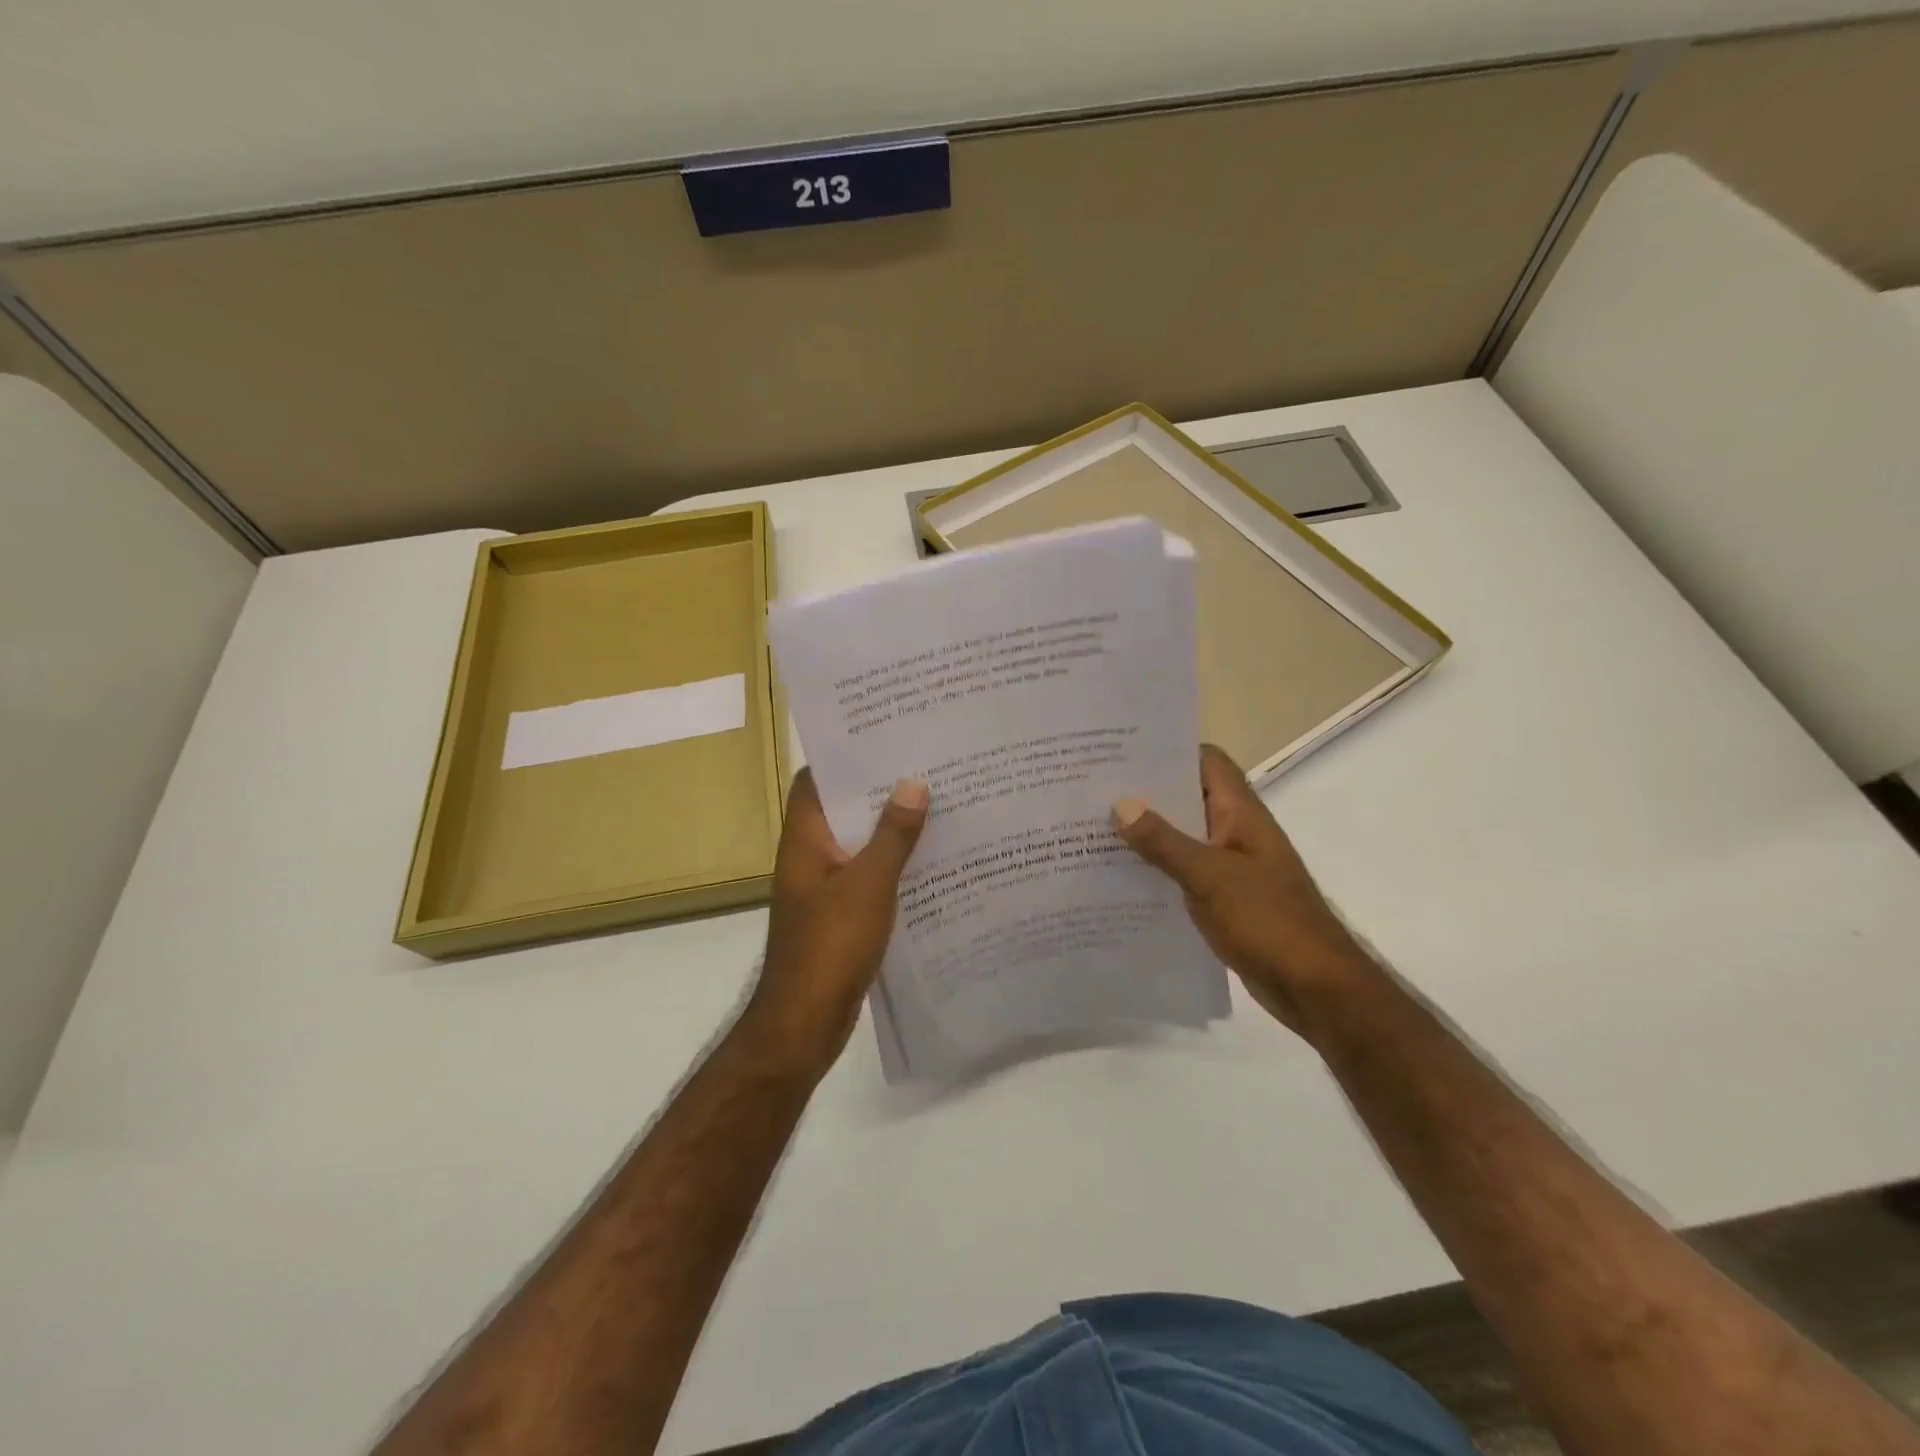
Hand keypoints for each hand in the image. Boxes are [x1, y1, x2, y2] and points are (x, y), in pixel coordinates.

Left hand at [740, 769, 928, 1077]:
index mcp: (805, 839)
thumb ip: (892, 835)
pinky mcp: (840, 913)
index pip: (815, 780)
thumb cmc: (830, 946)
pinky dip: (893, 863)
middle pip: (842, 809)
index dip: (844, 756)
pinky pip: (868, 875)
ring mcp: (824, 886)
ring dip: (890, 827)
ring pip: (858, 843)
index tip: (885, 737)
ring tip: (937, 802)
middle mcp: (810, 855)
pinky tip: (931, 859)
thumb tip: (913, 782)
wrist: (804, 1023)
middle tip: (925, 765)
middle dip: (879, 789)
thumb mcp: (868, 885)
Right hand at [1113, 744, 1373, 1035]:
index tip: (1123, 751)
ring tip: (1094, 828)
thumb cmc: (1268, 920)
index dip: (1170, 751)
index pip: (1207, 762)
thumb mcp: (1210, 877)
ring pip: (1182, 837)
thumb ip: (1164, 841)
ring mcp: (1229, 866)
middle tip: (1093, 789)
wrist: (1314, 987)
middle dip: (1146, 793)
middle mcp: (1235, 832)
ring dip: (1147, 834)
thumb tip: (1121, 804)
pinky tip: (1118, 877)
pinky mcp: (1223, 898)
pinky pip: (1183, 872)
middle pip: (1188, 797)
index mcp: (1240, 814)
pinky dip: (1156, 869)